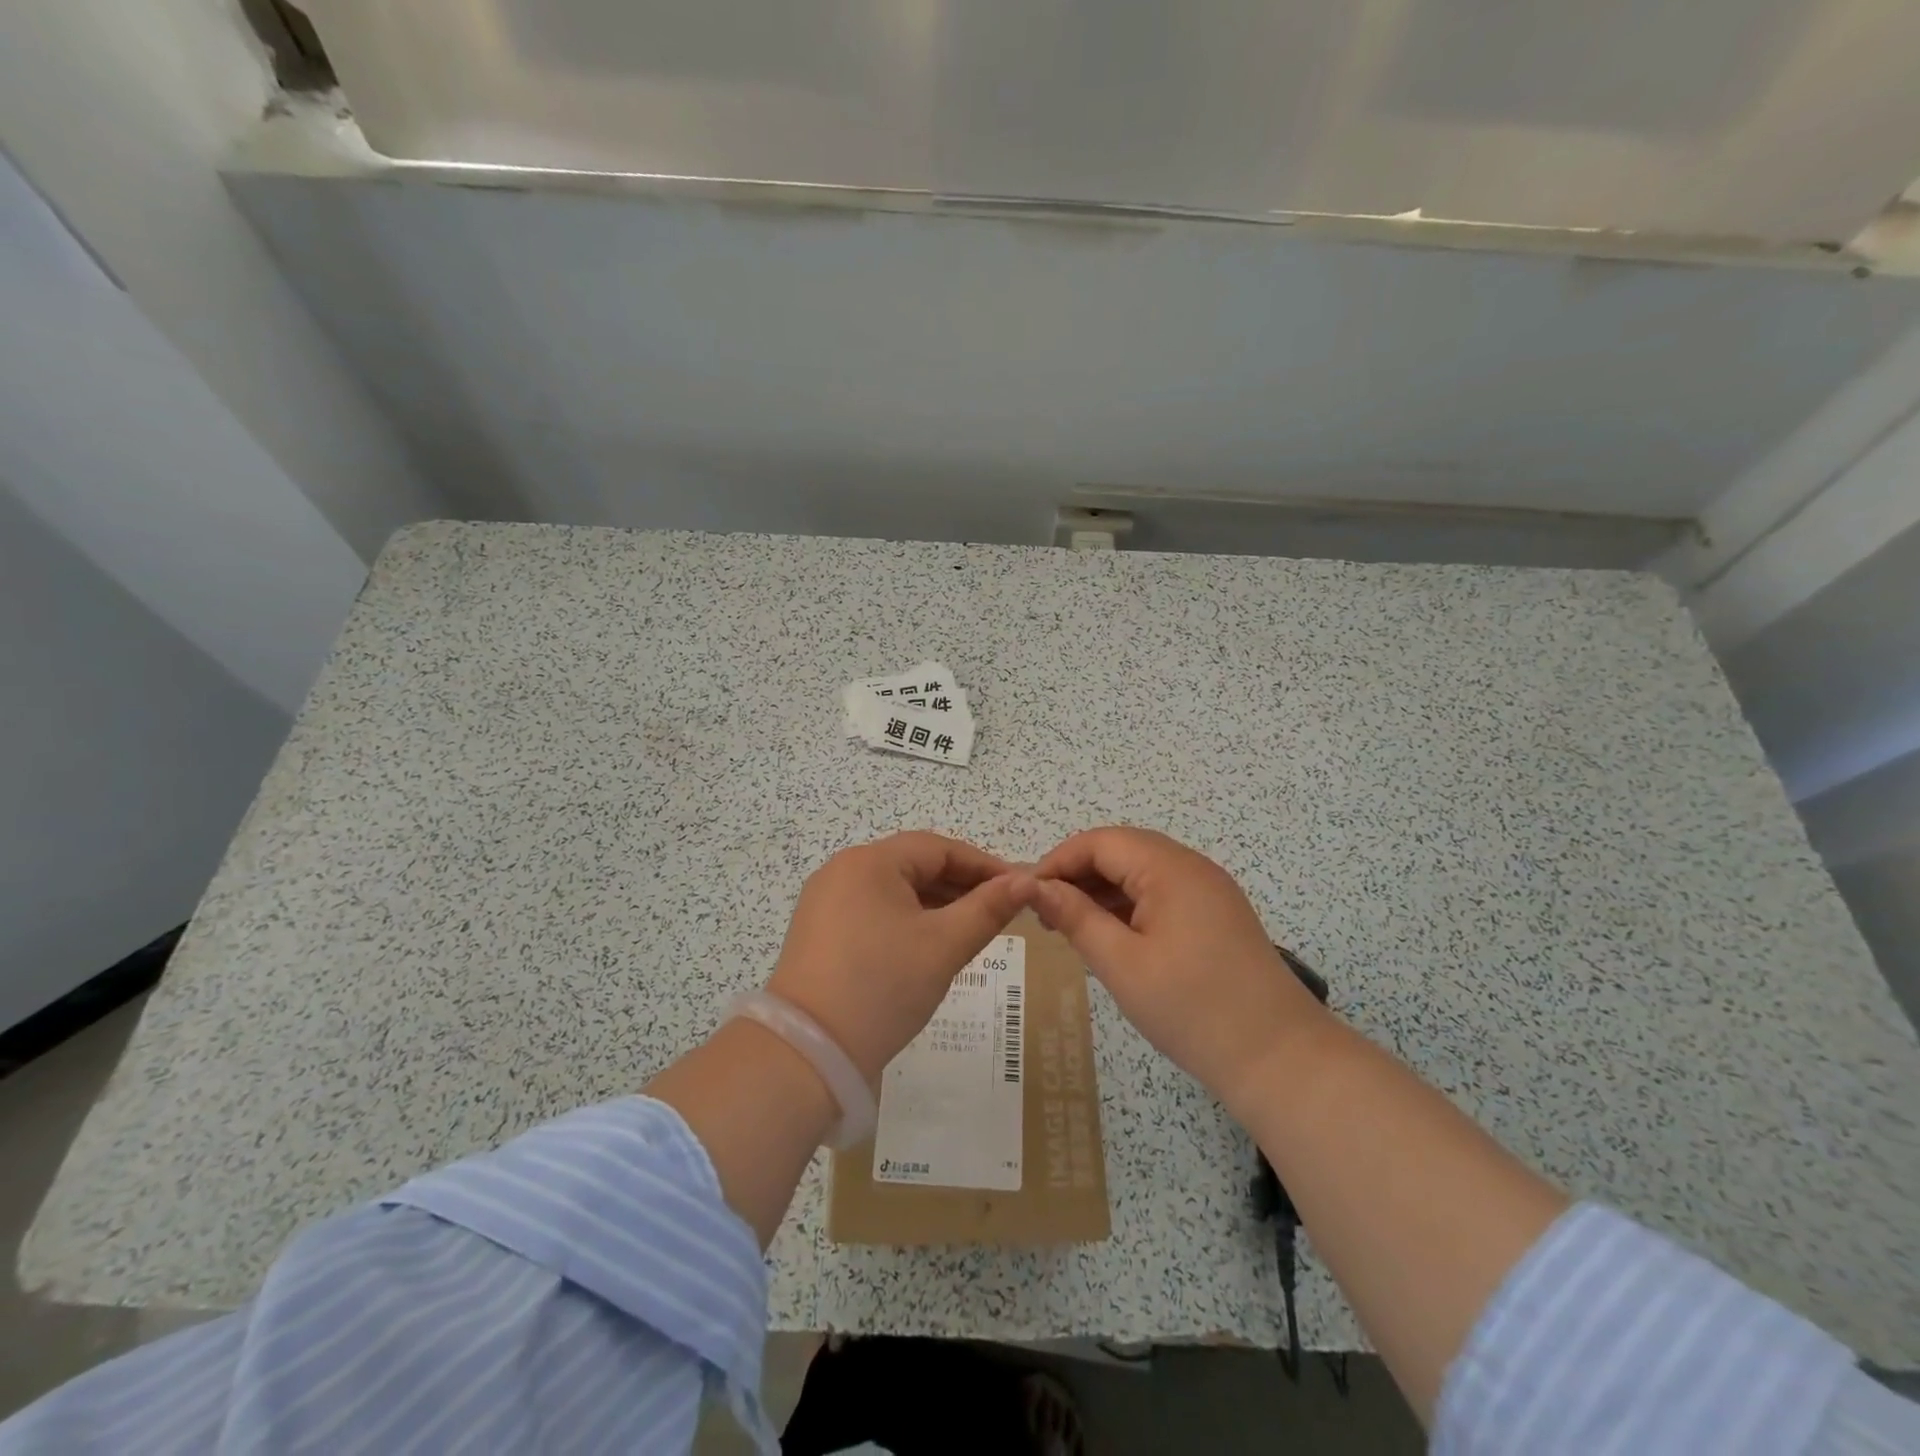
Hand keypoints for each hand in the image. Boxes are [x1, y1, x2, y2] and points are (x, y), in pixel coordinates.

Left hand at [766, 833, 1035, 1083]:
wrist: (807, 1054)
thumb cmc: (882, 987)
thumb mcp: (943, 946)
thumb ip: (988, 909)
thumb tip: (1027, 881)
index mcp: (870, 862)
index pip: (939, 848)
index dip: (984, 865)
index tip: (1020, 887)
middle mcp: (843, 871)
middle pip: (914, 866)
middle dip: (961, 885)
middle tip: (1002, 910)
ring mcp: (825, 901)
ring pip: (894, 890)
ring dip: (935, 904)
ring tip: (973, 928)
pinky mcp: (818, 932)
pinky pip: (874, 911)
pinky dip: (907, 921)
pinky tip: (930, 944)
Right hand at [1033, 827, 1327, 1108]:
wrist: (1279, 1059)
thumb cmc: (1192, 1009)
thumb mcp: (1122, 964)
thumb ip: (1075, 918)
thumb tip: (1035, 887)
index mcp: (1170, 868)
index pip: (1100, 841)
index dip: (1058, 861)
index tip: (1027, 895)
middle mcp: (1192, 866)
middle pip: (1121, 850)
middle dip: (1078, 874)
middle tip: (1045, 913)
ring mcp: (1209, 890)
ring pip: (1141, 871)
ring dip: (1102, 890)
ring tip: (1069, 926)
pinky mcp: (1217, 914)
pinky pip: (1162, 892)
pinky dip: (1129, 905)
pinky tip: (1110, 935)